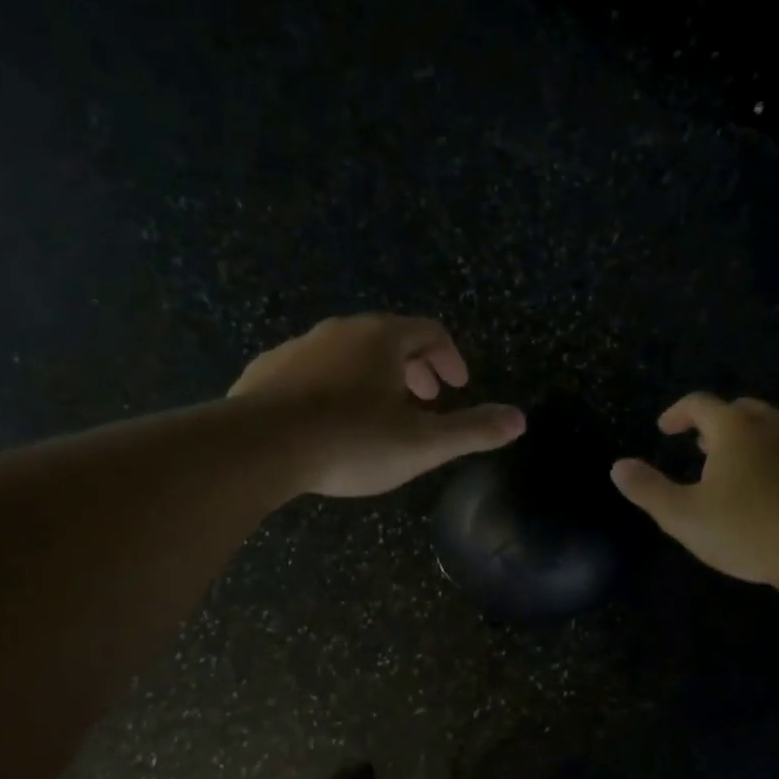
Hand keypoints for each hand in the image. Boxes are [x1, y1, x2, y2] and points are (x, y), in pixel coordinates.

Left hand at [229, 315, 524, 497]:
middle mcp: (341, 330)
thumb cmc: (351, 442)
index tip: (457, 386)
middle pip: (389, 338)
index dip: (449, 358)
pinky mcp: (266, 370)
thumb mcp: (423, 444)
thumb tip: (520, 420)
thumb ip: (473, 431)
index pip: (430, 332)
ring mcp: (299, 347)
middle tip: (425, 399)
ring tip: (377, 412)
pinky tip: (325, 419)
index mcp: (383, 338)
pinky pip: (310, 370)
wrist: (259, 447)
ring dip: (372, 376)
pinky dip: (331, 386)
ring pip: (347, 353)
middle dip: (414, 367)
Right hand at [610, 393, 778, 584]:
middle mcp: (778, 424)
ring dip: (763, 438)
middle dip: (720, 424)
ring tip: (752, 463)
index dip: (678, 413)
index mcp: (735, 429)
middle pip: (744, 410)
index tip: (666, 429)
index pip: (700, 404)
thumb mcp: (682, 517)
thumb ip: (647, 489)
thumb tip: (618, 466)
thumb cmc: (748, 530)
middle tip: (706, 447)